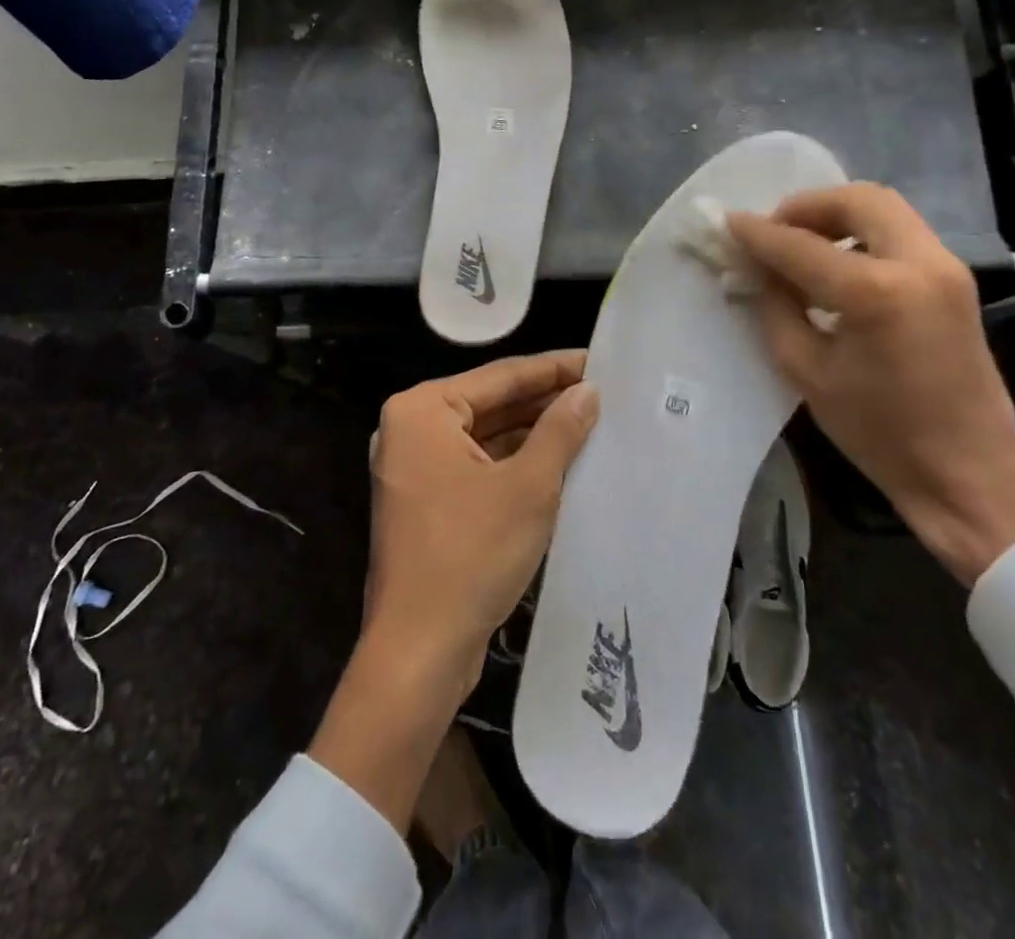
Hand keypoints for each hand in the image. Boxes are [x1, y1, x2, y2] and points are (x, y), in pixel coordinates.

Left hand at [310, 351, 598, 830]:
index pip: (501, 376)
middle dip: (545, 401)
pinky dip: (515, 463)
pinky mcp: (426, 502)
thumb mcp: (528, 486)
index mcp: (422, 411)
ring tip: (590, 422)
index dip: (554, 368)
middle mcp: (411, 430)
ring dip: (534, 433)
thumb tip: (588, 391)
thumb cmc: (471, 555)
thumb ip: (560, 430)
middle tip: (603, 392)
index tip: (600, 361)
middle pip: (491, 403)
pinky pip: (478, 467)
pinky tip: (560, 461)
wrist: (419, 652)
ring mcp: (415, 468)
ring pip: (486, 437)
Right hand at [729, 185, 1014, 584]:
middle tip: (775, 231)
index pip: (802, 246)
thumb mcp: (807, 373)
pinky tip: (838, 264)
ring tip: (802, 245)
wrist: (969, 473)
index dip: (759, 233)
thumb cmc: (880, 434)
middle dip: (807, 206)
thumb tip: (757, 269)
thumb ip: (777, 308)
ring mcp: (946, 266)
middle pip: (858, 200)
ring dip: (837, 215)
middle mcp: (918, 263)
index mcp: (876, 293)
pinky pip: (901, 232)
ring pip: (884, 208)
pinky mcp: (956, 278)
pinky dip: (862, 233)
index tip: (729, 223)